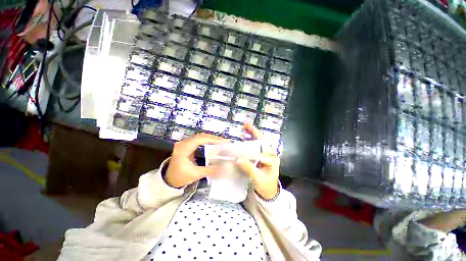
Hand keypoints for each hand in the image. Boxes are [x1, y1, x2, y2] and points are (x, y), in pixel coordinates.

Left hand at [164, 133, 227, 187]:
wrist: (170, 179)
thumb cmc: (181, 177)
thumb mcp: (195, 174)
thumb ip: (210, 170)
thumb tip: (224, 168)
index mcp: (183, 149)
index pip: (199, 140)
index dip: (212, 139)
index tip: (223, 142)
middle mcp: (183, 143)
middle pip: (200, 136)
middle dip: (213, 138)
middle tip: (225, 142)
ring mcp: (184, 143)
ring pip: (200, 136)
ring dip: (211, 138)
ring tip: (221, 142)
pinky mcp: (186, 144)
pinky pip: (198, 139)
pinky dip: (207, 140)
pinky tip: (213, 143)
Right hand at [236, 123, 279, 199]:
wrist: (268, 193)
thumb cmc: (266, 186)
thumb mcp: (258, 178)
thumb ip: (249, 168)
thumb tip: (238, 159)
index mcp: (272, 159)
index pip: (263, 147)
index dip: (254, 141)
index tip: (245, 136)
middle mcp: (269, 155)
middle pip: (261, 141)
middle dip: (254, 132)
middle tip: (246, 124)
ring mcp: (264, 156)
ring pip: (258, 143)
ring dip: (251, 135)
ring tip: (244, 128)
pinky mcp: (260, 158)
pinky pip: (254, 148)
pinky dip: (249, 142)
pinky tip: (244, 138)